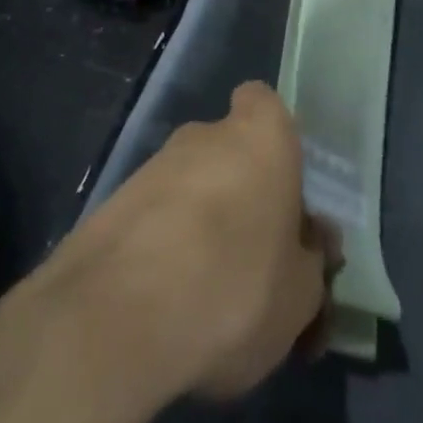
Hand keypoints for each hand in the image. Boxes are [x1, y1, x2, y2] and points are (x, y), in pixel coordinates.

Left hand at [59, 82, 336, 402]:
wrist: (117, 319)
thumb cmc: (235, 288)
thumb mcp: (301, 294)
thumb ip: (310, 258)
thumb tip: (308, 242)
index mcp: (260, 137)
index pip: (264, 104)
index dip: (273, 140)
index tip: (282, 189)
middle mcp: (203, 136)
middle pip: (229, 153)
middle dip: (241, 195)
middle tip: (255, 262)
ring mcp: (152, 167)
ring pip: (191, 189)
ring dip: (202, 228)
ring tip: (211, 301)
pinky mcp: (112, 205)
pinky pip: (155, 221)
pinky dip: (164, 251)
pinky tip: (169, 308)